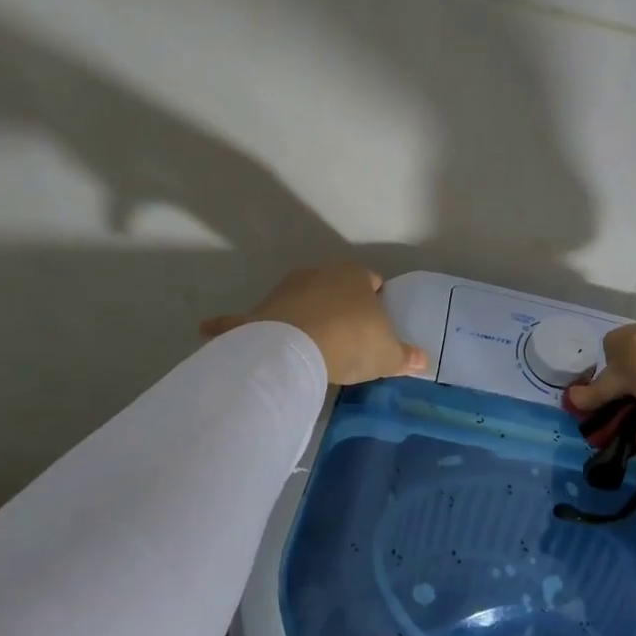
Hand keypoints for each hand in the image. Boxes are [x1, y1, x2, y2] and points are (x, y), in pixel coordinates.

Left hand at [201, 264, 427, 385]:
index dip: (376, 300)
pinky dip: (229, 324)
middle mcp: (318, 274)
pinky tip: (210, 329)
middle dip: (340, 308)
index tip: (377, 323)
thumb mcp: (388, 354)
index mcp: (354, 276)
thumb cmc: (352, 342)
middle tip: (349, 340)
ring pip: (298, 301)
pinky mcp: (256, 312)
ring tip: (312, 348)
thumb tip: (424, 361)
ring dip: (304, 317)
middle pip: (334, 289)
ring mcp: (284, 291)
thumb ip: (406, 356)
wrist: (298, 348)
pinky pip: (241, 319)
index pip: (371, 280)